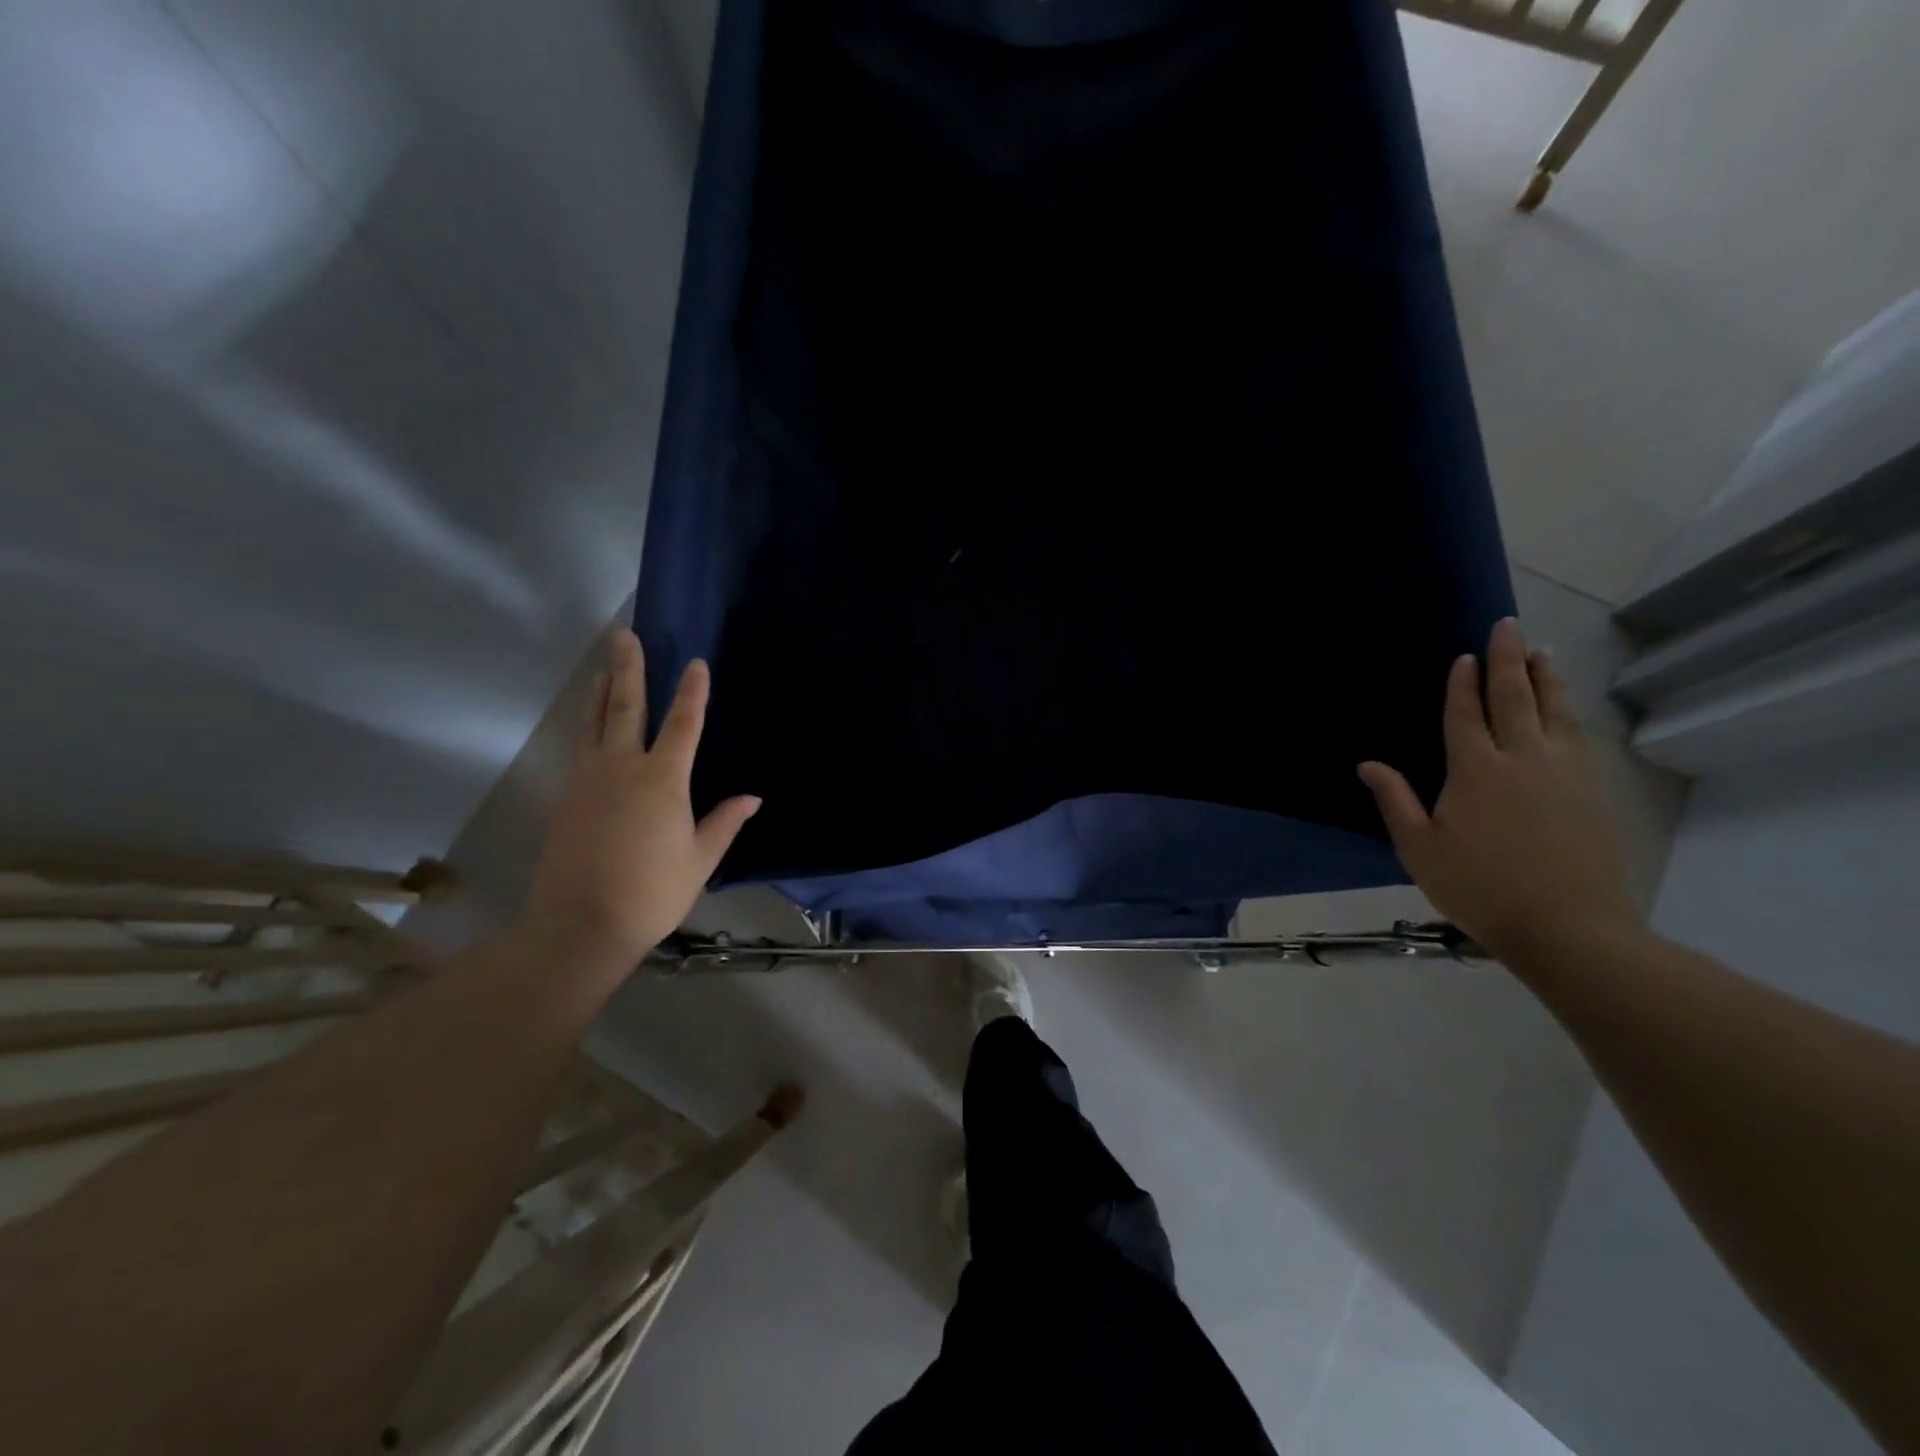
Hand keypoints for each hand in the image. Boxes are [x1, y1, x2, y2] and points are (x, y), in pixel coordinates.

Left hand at [524, 630, 758, 966]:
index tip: (696, 663)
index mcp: (662, 780)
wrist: (580, 925)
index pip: (682, 725)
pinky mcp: (567, 799)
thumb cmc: (652, 893)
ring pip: (594, 725)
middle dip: (628, 670)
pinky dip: (588, 728)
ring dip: (600, 693)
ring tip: (601, 669)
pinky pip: (582, 750)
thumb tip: (753, 797)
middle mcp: (622, 769)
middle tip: (624, 636)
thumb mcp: (700, 861)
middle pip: (625, 708)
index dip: (692, 693)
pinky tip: (591, 728)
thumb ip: (724, 823)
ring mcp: (589, 781)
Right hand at [1357, 618, 1642, 963]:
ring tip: (1543, 653)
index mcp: (1474, 770)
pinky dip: (1569, 712)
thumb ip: (1395, 801)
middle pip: (1515, 698)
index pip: (1466, 713)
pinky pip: (1578, 737)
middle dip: (1509, 660)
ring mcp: (1565, 772)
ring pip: (1555, 711)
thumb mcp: (1420, 848)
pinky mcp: (1594, 791)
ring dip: (1547, 678)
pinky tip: (1566, 709)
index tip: (1465, 656)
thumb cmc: (1479, 887)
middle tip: (1509, 626)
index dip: (1463, 683)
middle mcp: (1522, 758)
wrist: (1568, 926)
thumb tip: (1367, 764)